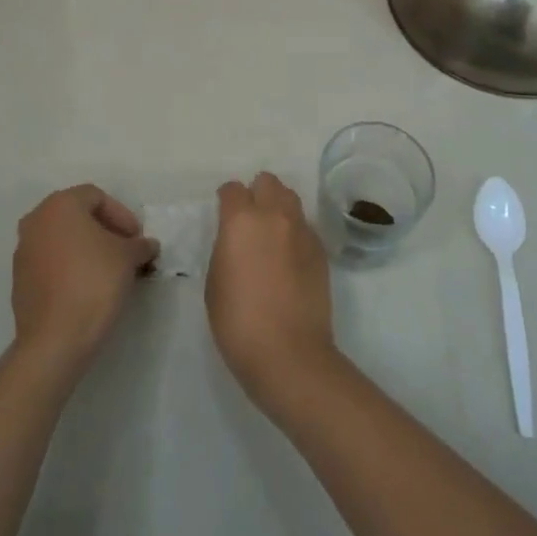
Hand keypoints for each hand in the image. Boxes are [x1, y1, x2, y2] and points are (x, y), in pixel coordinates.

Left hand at [11, 185, 158, 375]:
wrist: (55, 339)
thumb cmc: (94, 282)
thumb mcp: (128, 257)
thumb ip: (139, 245)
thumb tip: (147, 245)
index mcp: (59, 205)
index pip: (96, 197)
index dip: (122, 215)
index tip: (136, 239)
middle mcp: (36, 221)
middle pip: (77, 216)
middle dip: (104, 231)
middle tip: (126, 251)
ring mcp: (23, 251)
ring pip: (62, 240)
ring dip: (87, 249)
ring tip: (110, 271)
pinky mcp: (19, 281)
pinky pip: (51, 263)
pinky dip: (70, 267)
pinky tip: (88, 288)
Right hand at [206, 172, 337, 409]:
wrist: (289, 353)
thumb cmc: (238, 322)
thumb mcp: (215, 282)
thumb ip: (226, 248)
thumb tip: (237, 240)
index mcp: (241, 220)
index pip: (233, 189)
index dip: (226, 198)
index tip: (223, 212)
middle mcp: (274, 215)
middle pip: (268, 182)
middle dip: (257, 193)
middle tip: (250, 218)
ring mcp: (302, 230)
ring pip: (290, 199)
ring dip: (278, 207)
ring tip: (271, 232)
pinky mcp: (321, 250)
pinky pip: (305, 226)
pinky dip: (294, 232)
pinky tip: (289, 257)